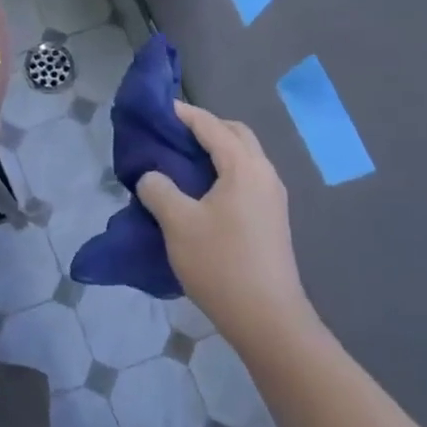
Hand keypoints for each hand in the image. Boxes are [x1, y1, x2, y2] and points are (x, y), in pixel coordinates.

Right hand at [136, 101, 310, 345]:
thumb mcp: (178, 223)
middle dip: (206, 127)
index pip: (211, 126)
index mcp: (244, 167)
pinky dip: (225, 171)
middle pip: (236, 134)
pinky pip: (247, 178)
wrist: (267, 318)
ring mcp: (273, 198)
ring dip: (217, 150)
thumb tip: (152, 177)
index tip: (159, 108)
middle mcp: (264, 174)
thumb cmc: (221, 264)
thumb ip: (159, 190)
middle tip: (173, 134)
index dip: (184, 114)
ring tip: (183, 161)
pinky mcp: (272, 219)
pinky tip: (202, 192)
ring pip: (245, 157)